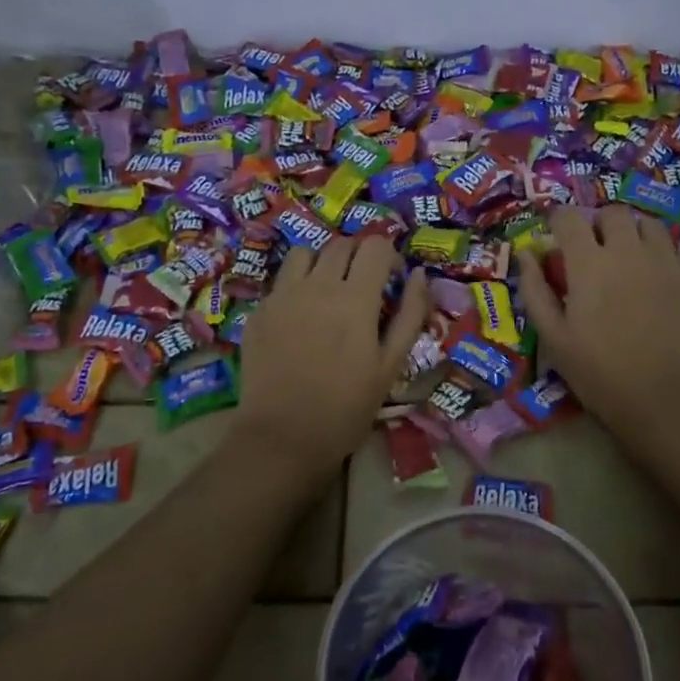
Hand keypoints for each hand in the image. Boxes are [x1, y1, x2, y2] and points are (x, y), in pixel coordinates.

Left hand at [232, 236, 429, 474]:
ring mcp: (282, 295)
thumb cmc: (347, 407)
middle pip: (341, 244)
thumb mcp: (391, 365)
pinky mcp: (259, 311)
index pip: (375, 246)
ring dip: (322, 263)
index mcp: (355, 298)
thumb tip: (419, 276)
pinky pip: (282, 281)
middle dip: (358, 257)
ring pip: (306, 253)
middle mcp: (317, 286)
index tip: (391, 280)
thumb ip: (410, 315)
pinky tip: (300, 317)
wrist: (283, 436)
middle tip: (363, 287)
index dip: (388, 256)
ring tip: (327, 291)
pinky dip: (296, 286)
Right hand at [516, 205, 679, 439]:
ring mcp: (666, 261)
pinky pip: (674, 251)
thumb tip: (527, 254)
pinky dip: (659, 256)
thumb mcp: (553, 337)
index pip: (569, 218)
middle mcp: (628, 251)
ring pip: (648, 225)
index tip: (557, 238)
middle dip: (598, 225)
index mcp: (589, 263)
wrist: (664, 398)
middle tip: (594, 252)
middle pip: (612, 213)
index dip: (559, 223)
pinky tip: (655, 283)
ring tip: (628, 260)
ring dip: (632, 234)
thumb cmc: (599, 371)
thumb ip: (535, 290)